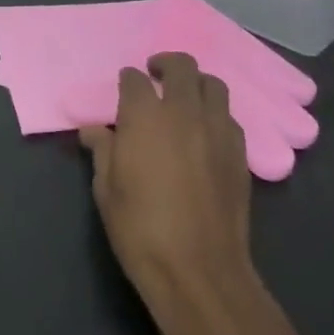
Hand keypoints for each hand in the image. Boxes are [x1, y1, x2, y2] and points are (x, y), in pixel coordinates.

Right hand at [80, 53, 261, 334]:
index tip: (123, 88)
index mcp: (144, 117)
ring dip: (196, 84)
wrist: (198, 270)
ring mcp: (217, 130)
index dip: (127, 80)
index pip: (134, 80)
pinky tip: (204, 132)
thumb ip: (102, 151)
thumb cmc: (140, 229)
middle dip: (165, 64)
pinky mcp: (240, 153)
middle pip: (181, 67)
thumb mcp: (106, 190)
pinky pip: (229, 117)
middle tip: (155, 75)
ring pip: (213, 85)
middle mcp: (183, 112)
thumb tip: (93, 130)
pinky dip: (215, 113)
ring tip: (184, 98)